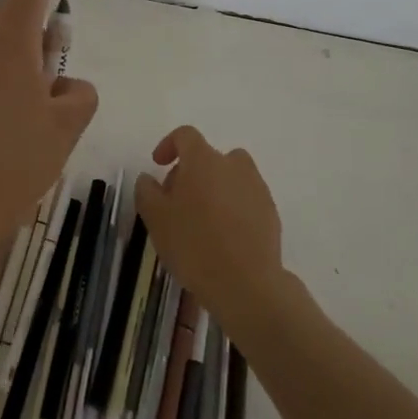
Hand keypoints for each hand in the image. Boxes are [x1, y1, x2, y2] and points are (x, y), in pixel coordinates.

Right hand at [134, 127, 286, 333]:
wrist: (246, 283)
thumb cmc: (194, 244)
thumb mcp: (156, 218)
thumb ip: (147, 191)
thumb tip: (148, 178)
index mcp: (203, 159)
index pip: (185, 135)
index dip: (168, 145)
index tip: (158, 165)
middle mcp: (233, 165)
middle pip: (208, 157)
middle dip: (190, 172)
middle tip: (176, 202)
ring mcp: (256, 187)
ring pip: (230, 177)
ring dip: (214, 189)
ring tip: (201, 220)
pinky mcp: (270, 211)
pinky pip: (245, 198)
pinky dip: (232, 208)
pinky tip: (223, 237)